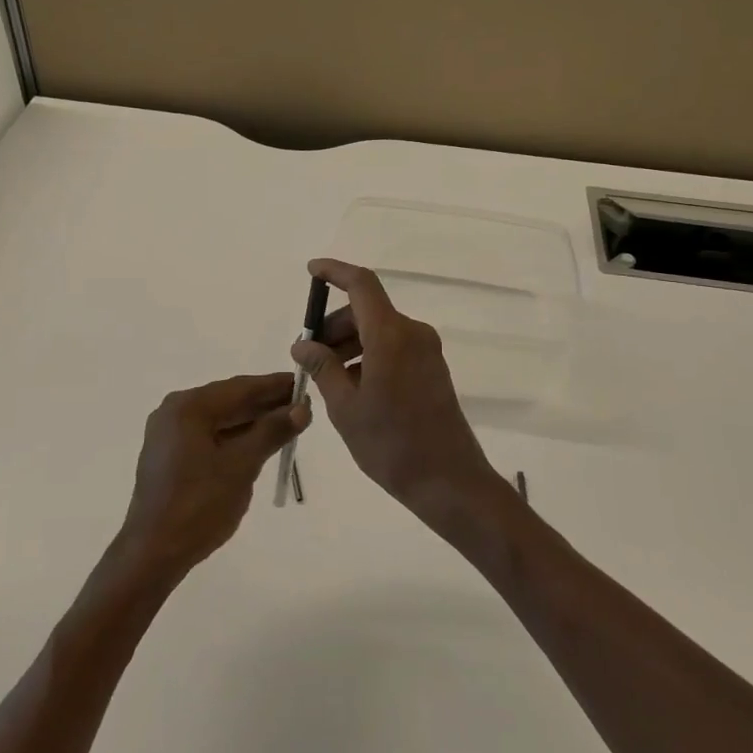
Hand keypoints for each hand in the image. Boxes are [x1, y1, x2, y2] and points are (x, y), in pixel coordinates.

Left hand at [115, 373, 309, 584]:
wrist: (153, 553)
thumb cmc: (199, 505)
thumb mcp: (242, 466)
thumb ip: (272, 431)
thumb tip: (302, 407)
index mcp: (188, 407)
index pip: (240, 388)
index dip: (274, 386)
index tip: (303, 382)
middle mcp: (174, 412)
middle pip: (228, 400)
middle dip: (265, 403)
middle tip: (301, 405)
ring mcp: (169, 434)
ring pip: (219, 419)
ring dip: (252, 421)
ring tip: (287, 422)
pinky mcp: (170, 455)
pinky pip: (209, 435)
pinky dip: (234, 437)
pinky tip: (259, 442)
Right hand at [290, 258, 505, 519]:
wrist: (449, 482)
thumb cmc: (391, 444)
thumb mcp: (346, 407)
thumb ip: (323, 367)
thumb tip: (303, 344)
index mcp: (391, 336)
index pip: (361, 284)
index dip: (335, 272)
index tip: (311, 270)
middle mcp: (412, 334)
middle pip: (366, 311)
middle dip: (334, 325)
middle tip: (308, 356)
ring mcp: (426, 351)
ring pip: (379, 330)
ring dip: (349, 343)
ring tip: (326, 377)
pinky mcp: (432, 369)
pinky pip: (393, 347)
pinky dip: (368, 355)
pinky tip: (351, 387)